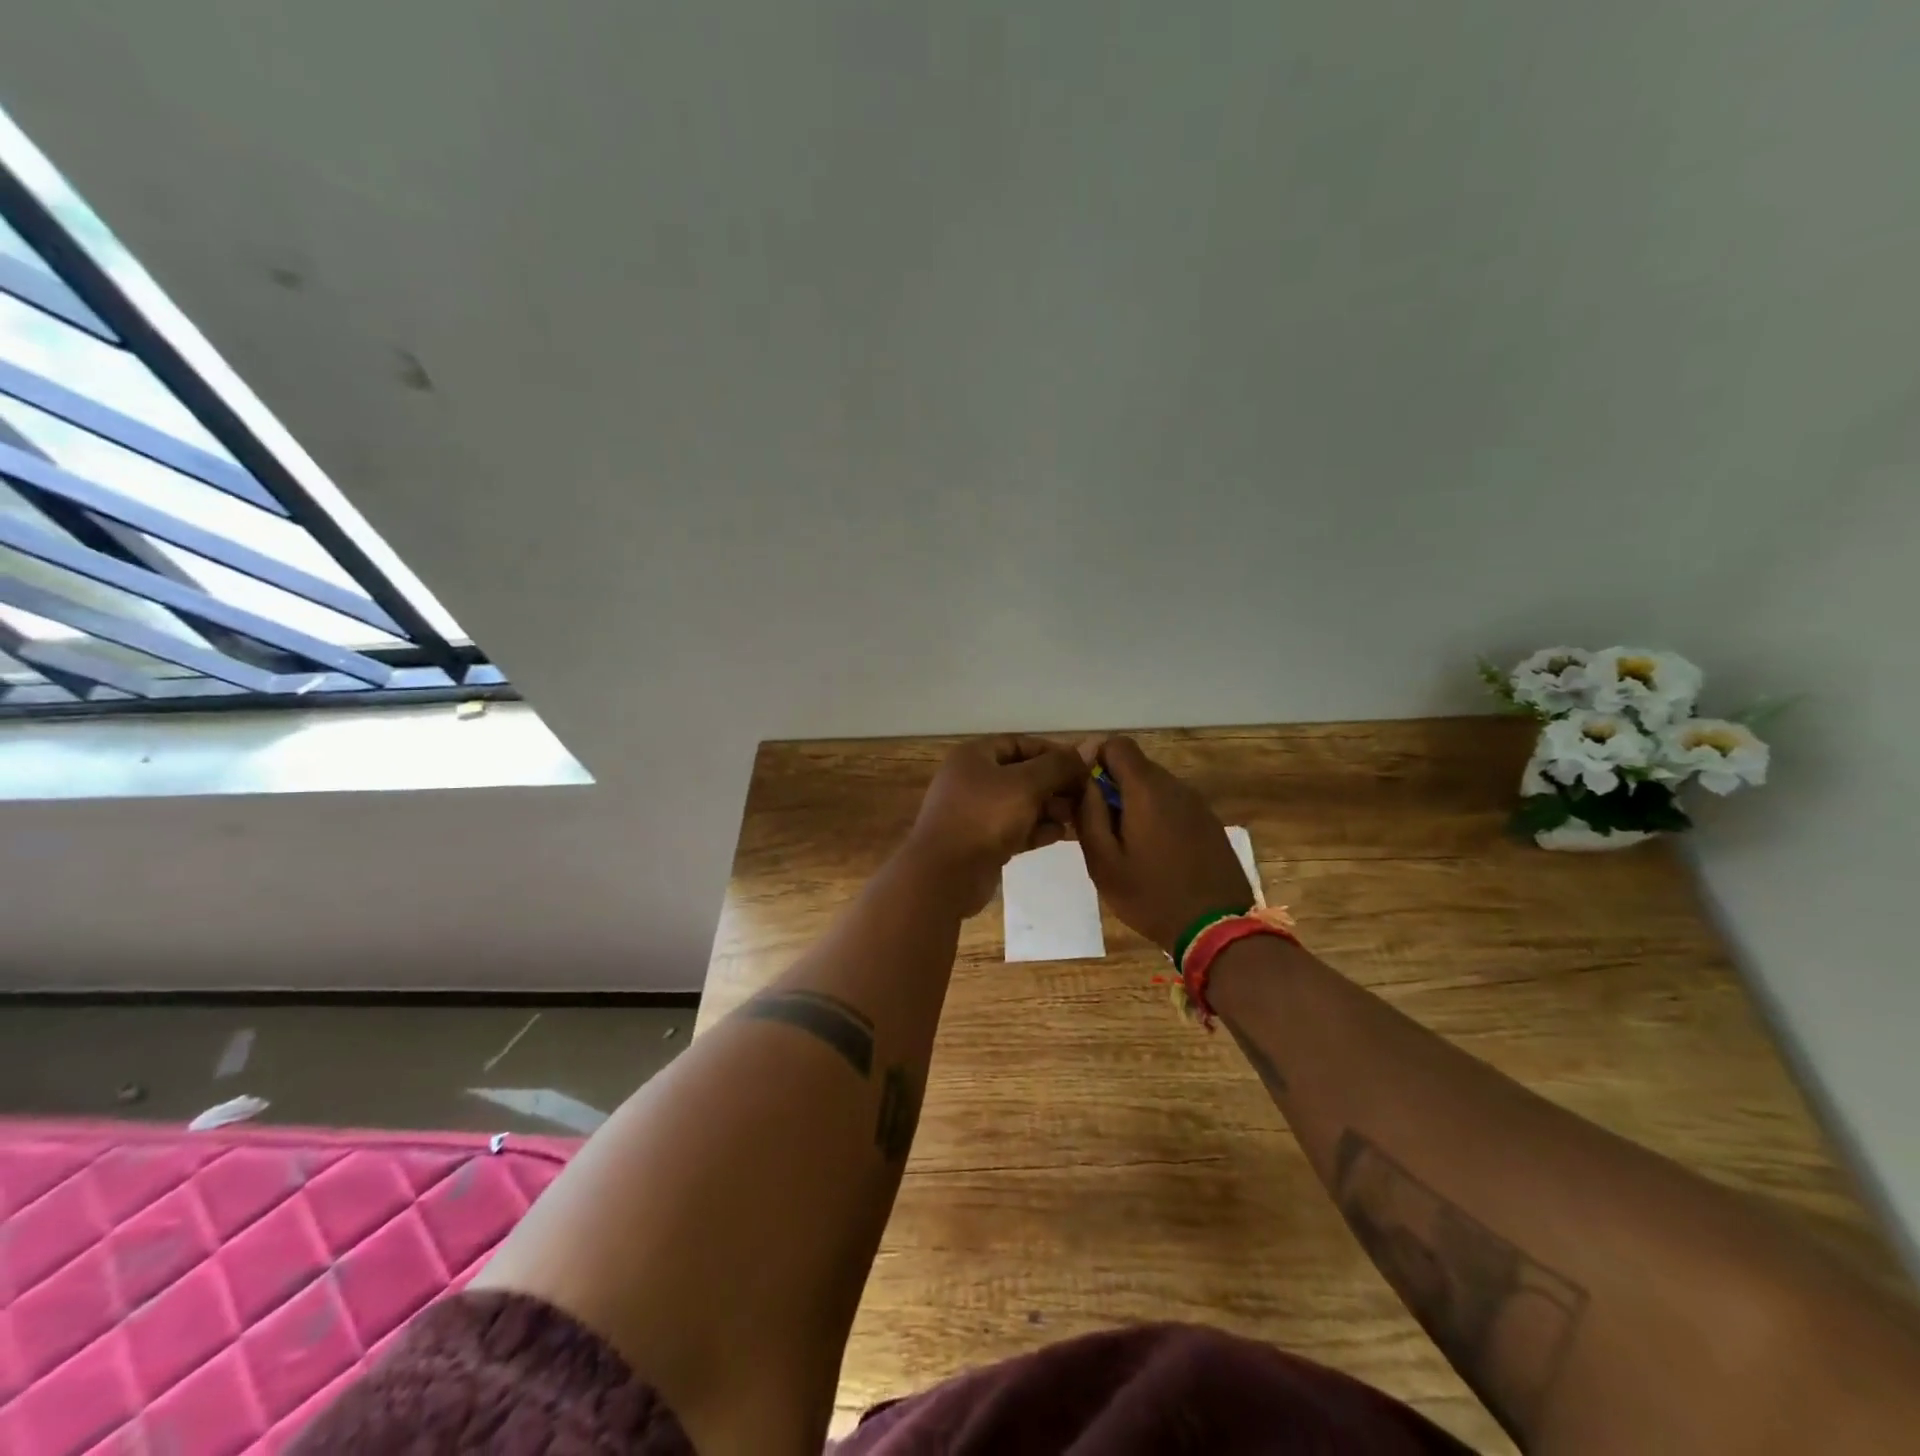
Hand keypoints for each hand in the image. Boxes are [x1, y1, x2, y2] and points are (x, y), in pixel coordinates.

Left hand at [906, 735, 1087, 915]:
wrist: (945, 875)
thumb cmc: (985, 817)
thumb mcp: (1026, 784)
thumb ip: (1058, 766)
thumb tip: (1087, 749)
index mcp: (974, 757)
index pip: (1020, 744)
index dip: (1053, 752)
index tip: (1084, 766)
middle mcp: (972, 780)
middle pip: (1022, 775)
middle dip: (1055, 784)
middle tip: (1087, 795)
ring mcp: (975, 813)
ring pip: (1020, 804)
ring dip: (1050, 808)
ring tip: (1078, 816)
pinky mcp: (981, 842)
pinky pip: (1015, 829)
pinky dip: (1037, 830)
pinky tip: (1062, 835)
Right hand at [1075, 735, 1252, 952]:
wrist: (1217, 929)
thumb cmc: (1150, 896)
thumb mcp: (1103, 861)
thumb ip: (1089, 814)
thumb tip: (1084, 780)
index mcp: (1146, 790)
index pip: (1117, 744)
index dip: (1095, 759)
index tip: (1086, 792)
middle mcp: (1175, 787)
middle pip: (1136, 766)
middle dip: (1113, 787)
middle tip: (1102, 828)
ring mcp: (1198, 805)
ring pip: (1155, 787)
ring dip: (1135, 804)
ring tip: (1127, 846)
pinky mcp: (1210, 823)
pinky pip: (1174, 806)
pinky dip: (1157, 817)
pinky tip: (1155, 854)